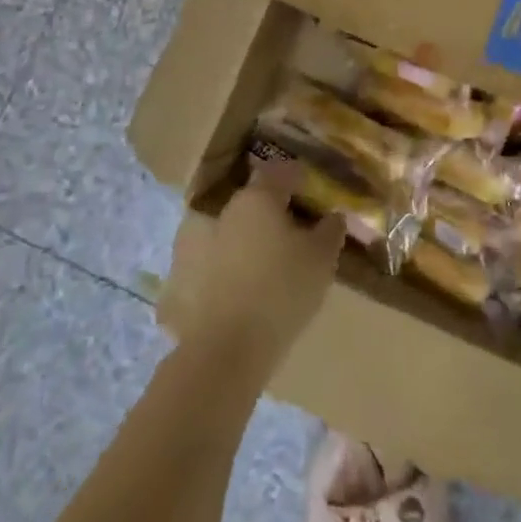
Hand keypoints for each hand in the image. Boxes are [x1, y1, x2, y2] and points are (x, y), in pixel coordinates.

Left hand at [176, 161, 344, 375]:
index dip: (301, 179)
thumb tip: (333, 215)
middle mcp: (226, 210)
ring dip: (253, 237)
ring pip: (236, 228)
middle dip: (277, 210)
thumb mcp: (322, 259)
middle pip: (257, 199)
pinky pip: (220, 258)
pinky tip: (249, 285)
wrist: (226, 349)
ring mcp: (201, 240)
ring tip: (274, 261)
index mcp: (258, 197)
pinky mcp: (187, 273)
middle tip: (298, 231)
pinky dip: (234, 264)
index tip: (315, 193)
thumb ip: (330, 230)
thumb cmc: (282, 291)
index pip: (282, 172)